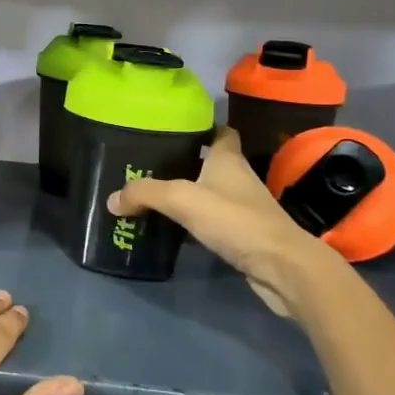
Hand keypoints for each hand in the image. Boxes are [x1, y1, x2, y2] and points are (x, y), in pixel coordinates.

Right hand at [108, 128, 344, 316]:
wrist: (282, 267)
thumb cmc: (235, 220)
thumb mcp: (182, 199)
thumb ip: (145, 194)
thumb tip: (112, 199)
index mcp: (228, 159)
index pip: (220, 132)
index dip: (201, 127)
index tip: (174, 128)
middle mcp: (238, 178)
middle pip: (210, 162)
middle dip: (184, 162)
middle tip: (150, 164)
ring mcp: (244, 208)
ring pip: (211, 193)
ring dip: (188, 194)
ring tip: (154, 196)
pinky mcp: (245, 235)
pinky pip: (214, 221)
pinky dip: (195, 222)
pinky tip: (173, 229)